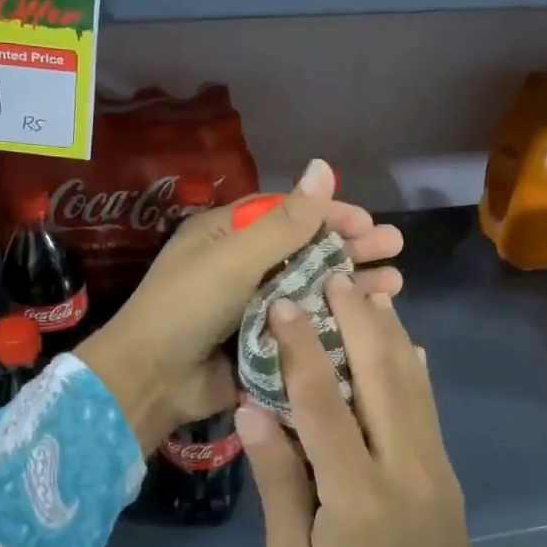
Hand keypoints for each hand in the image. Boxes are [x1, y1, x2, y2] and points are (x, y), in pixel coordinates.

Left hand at [76, 159, 402, 452]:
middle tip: (394, 246)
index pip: (286, 214)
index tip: (365, 221)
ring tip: (394, 282)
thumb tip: (324, 166)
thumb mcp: (236, 257)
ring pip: (311, 287)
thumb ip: (285, 221)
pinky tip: (369, 317)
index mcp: (227, 235)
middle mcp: (242, 266)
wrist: (152, 379)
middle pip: (305, 250)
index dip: (328, 213)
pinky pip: (304, 324)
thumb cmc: (188, 306)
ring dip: (350, 283)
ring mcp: (253, 306)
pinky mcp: (263, 342)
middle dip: (350, 247)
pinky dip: (335, 319)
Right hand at [238, 275, 480, 546]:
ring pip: (413, 383)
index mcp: (356, 495)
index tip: (284, 302)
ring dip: (389, 332)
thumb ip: (278, 480)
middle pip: (382, 374)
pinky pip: (428, 407)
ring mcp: (436, 468)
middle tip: (334, 277)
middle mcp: (405, 468)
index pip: (322, 402)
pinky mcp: (448, 475)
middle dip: (358, 319)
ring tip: (365, 292)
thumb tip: (253, 409)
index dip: (301, 346)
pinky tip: (403, 343)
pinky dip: (413, 367)